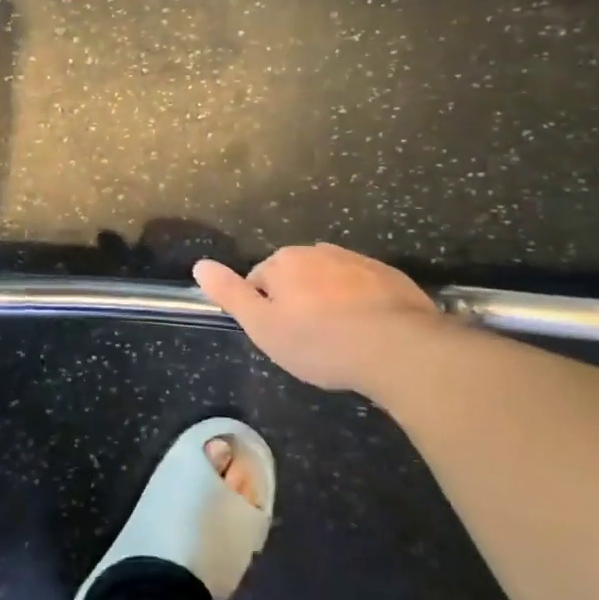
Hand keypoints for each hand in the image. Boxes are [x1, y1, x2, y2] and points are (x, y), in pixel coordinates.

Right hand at [193, 244, 439, 393]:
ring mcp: (358, 261)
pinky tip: (368, 335)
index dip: (266, 310)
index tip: (281, 337)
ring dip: (330, 303)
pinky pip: (365, 290)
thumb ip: (229, 293)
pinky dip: (362, 306)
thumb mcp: (262, 325)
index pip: (259, 281)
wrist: (398, 348)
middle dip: (299, 302)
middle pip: (296, 278)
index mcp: (284, 261)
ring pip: (331, 282)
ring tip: (341, 340)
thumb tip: (200, 264)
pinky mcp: (392, 277)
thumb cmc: (319, 341)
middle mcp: (318, 251)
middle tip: (309, 341)